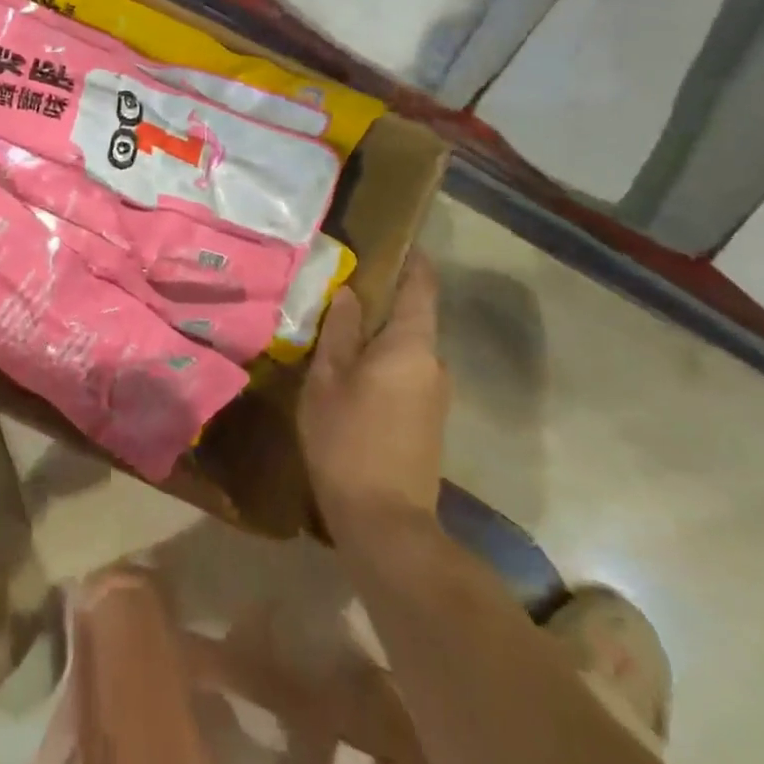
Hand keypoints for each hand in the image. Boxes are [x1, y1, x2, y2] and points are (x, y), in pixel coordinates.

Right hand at [299, 251, 449, 553]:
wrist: (386, 523)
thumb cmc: (348, 440)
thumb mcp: (328, 380)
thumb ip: (340, 331)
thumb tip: (348, 293)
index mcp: (412, 344)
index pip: (421, 285)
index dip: (411, 258)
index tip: (389, 239)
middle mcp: (434, 362)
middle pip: (413, 315)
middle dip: (383, 297)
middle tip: (340, 285)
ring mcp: (436, 393)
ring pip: (407, 346)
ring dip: (380, 332)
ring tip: (339, 326)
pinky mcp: (428, 419)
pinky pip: (407, 371)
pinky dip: (384, 359)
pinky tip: (352, 369)